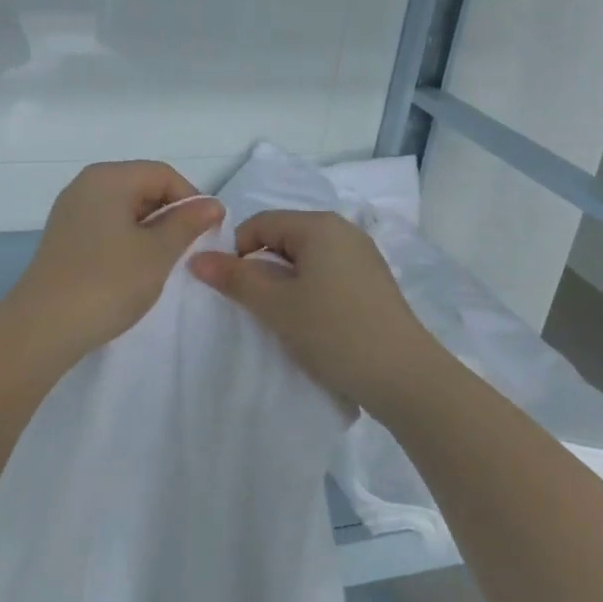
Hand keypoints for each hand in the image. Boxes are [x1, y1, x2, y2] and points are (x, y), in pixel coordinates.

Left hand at [7, 161, 224, 360]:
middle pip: (141, 185)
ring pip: (123, 207)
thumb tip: (212, 204)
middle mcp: (86, 184)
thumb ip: (186, 223)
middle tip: (186, 250)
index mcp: (108, 177)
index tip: (206, 233)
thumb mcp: (157, 252)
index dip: (191, 199)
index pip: (163, 174)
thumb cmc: (108, 282)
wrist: (44, 326)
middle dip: (169, 214)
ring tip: (161, 262)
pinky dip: (126, 239)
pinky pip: (105, 224)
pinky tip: (133, 269)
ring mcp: (70, 210)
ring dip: (149, 229)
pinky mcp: (64, 236)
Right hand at [188, 209, 435, 411]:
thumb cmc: (334, 331)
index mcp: (319, 225)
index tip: (233, 290)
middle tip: (254, 307)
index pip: (259, 223)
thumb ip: (235, 278)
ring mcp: (362, 257)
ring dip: (284, 283)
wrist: (405, 378)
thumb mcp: (276, 305)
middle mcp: (343, 231)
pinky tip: (312, 324)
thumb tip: (197, 259)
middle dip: (261, 268)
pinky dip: (309, 292)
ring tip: (282, 318)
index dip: (237, 252)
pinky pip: (326, 274)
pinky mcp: (373, 283)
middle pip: (283, 238)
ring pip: (305, 259)